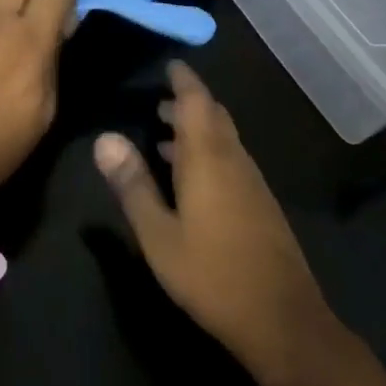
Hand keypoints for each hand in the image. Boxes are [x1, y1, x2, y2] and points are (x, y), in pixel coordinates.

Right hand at [94, 62, 338, 385]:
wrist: (281, 320)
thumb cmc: (211, 275)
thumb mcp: (159, 234)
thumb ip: (132, 184)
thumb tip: (104, 138)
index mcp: (209, 158)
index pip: (197, 101)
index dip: (184, 80)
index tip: (170, 65)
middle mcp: (234, 160)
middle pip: (213, 116)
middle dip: (187, 103)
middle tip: (158, 103)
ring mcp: (252, 183)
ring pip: (224, 139)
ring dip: (197, 130)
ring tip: (164, 137)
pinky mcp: (261, 204)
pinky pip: (231, 161)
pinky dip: (209, 153)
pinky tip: (192, 179)